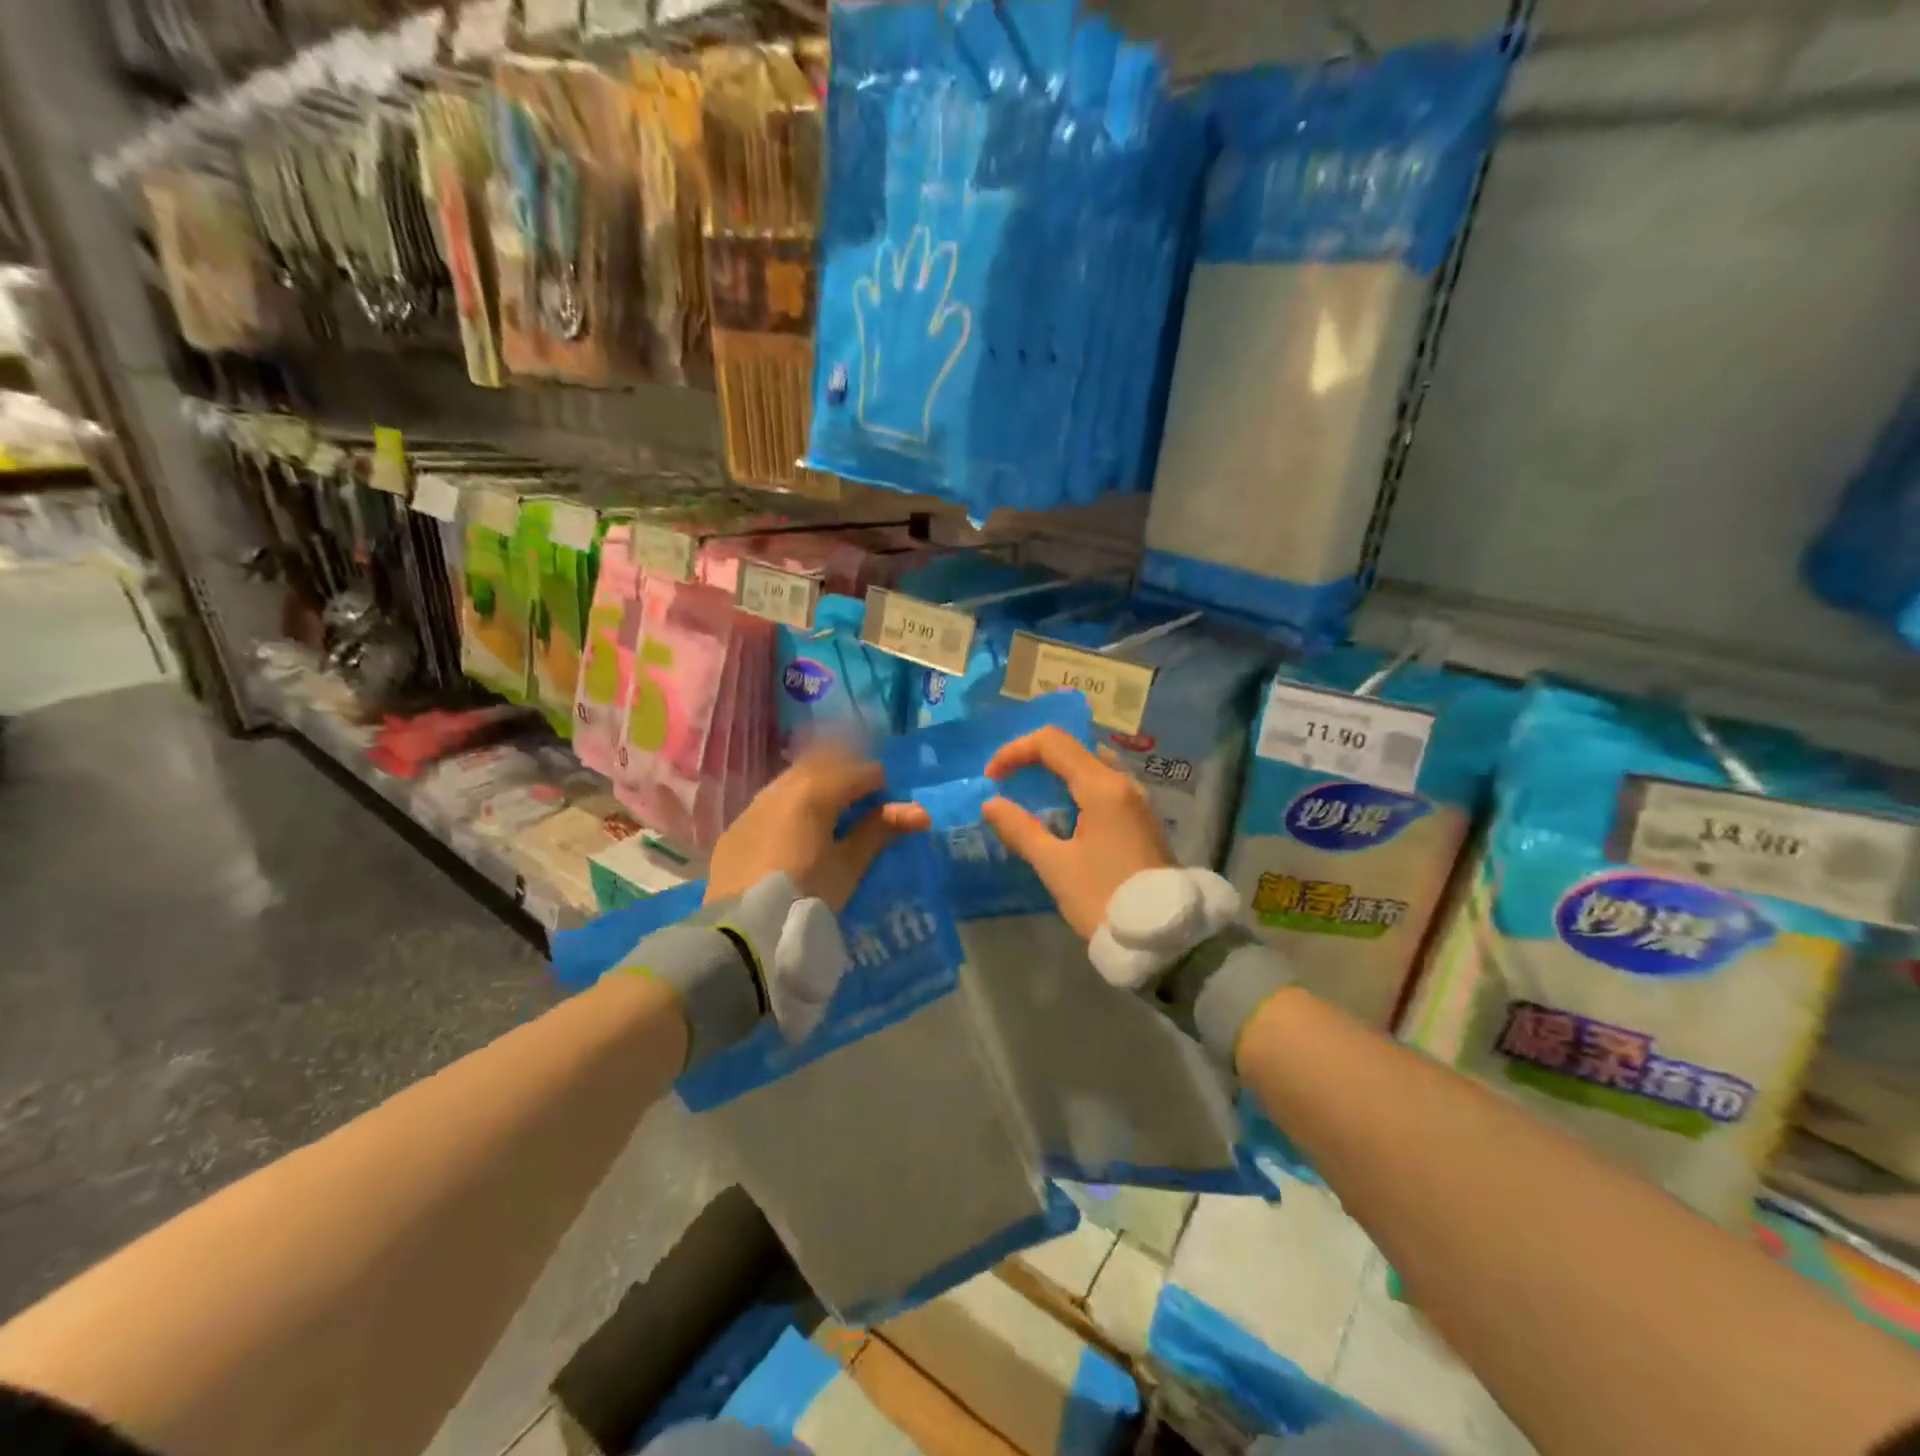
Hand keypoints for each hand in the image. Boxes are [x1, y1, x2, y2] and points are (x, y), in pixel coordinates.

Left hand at [706, 745, 928, 911]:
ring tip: (829, 819)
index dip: (878, 784)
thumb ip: (880, 831)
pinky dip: (788, 808)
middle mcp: (780, 788)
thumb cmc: (806, 894)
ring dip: (814, 790)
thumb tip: (920, 812)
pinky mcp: (734, 830)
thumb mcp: (848, 866)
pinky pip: (768, 805)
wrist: (741, 932)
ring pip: (791, 783)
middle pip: (821, 767)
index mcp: (814, 791)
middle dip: (845, 779)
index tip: (889, 806)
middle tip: (862, 805)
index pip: (857, 772)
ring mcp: (752, 807)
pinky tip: (793, 835)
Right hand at [980, 726, 1173, 940]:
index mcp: (1102, 787)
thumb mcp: (1054, 866)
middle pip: (1073, 749)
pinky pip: (1103, 786)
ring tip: (1029, 797)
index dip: (1015, 751)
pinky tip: (1060, 815)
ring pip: (1090, 766)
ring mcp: (1136, 800)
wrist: (1163, 937)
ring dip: (1056, 773)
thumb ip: (1020, 829)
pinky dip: (1075, 788)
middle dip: (1034, 758)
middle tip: (1008, 782)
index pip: (1052, 742)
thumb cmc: (1104, 897)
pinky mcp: (1140, 819)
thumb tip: (991, 804)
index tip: (992, 778)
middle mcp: (1123, 783)